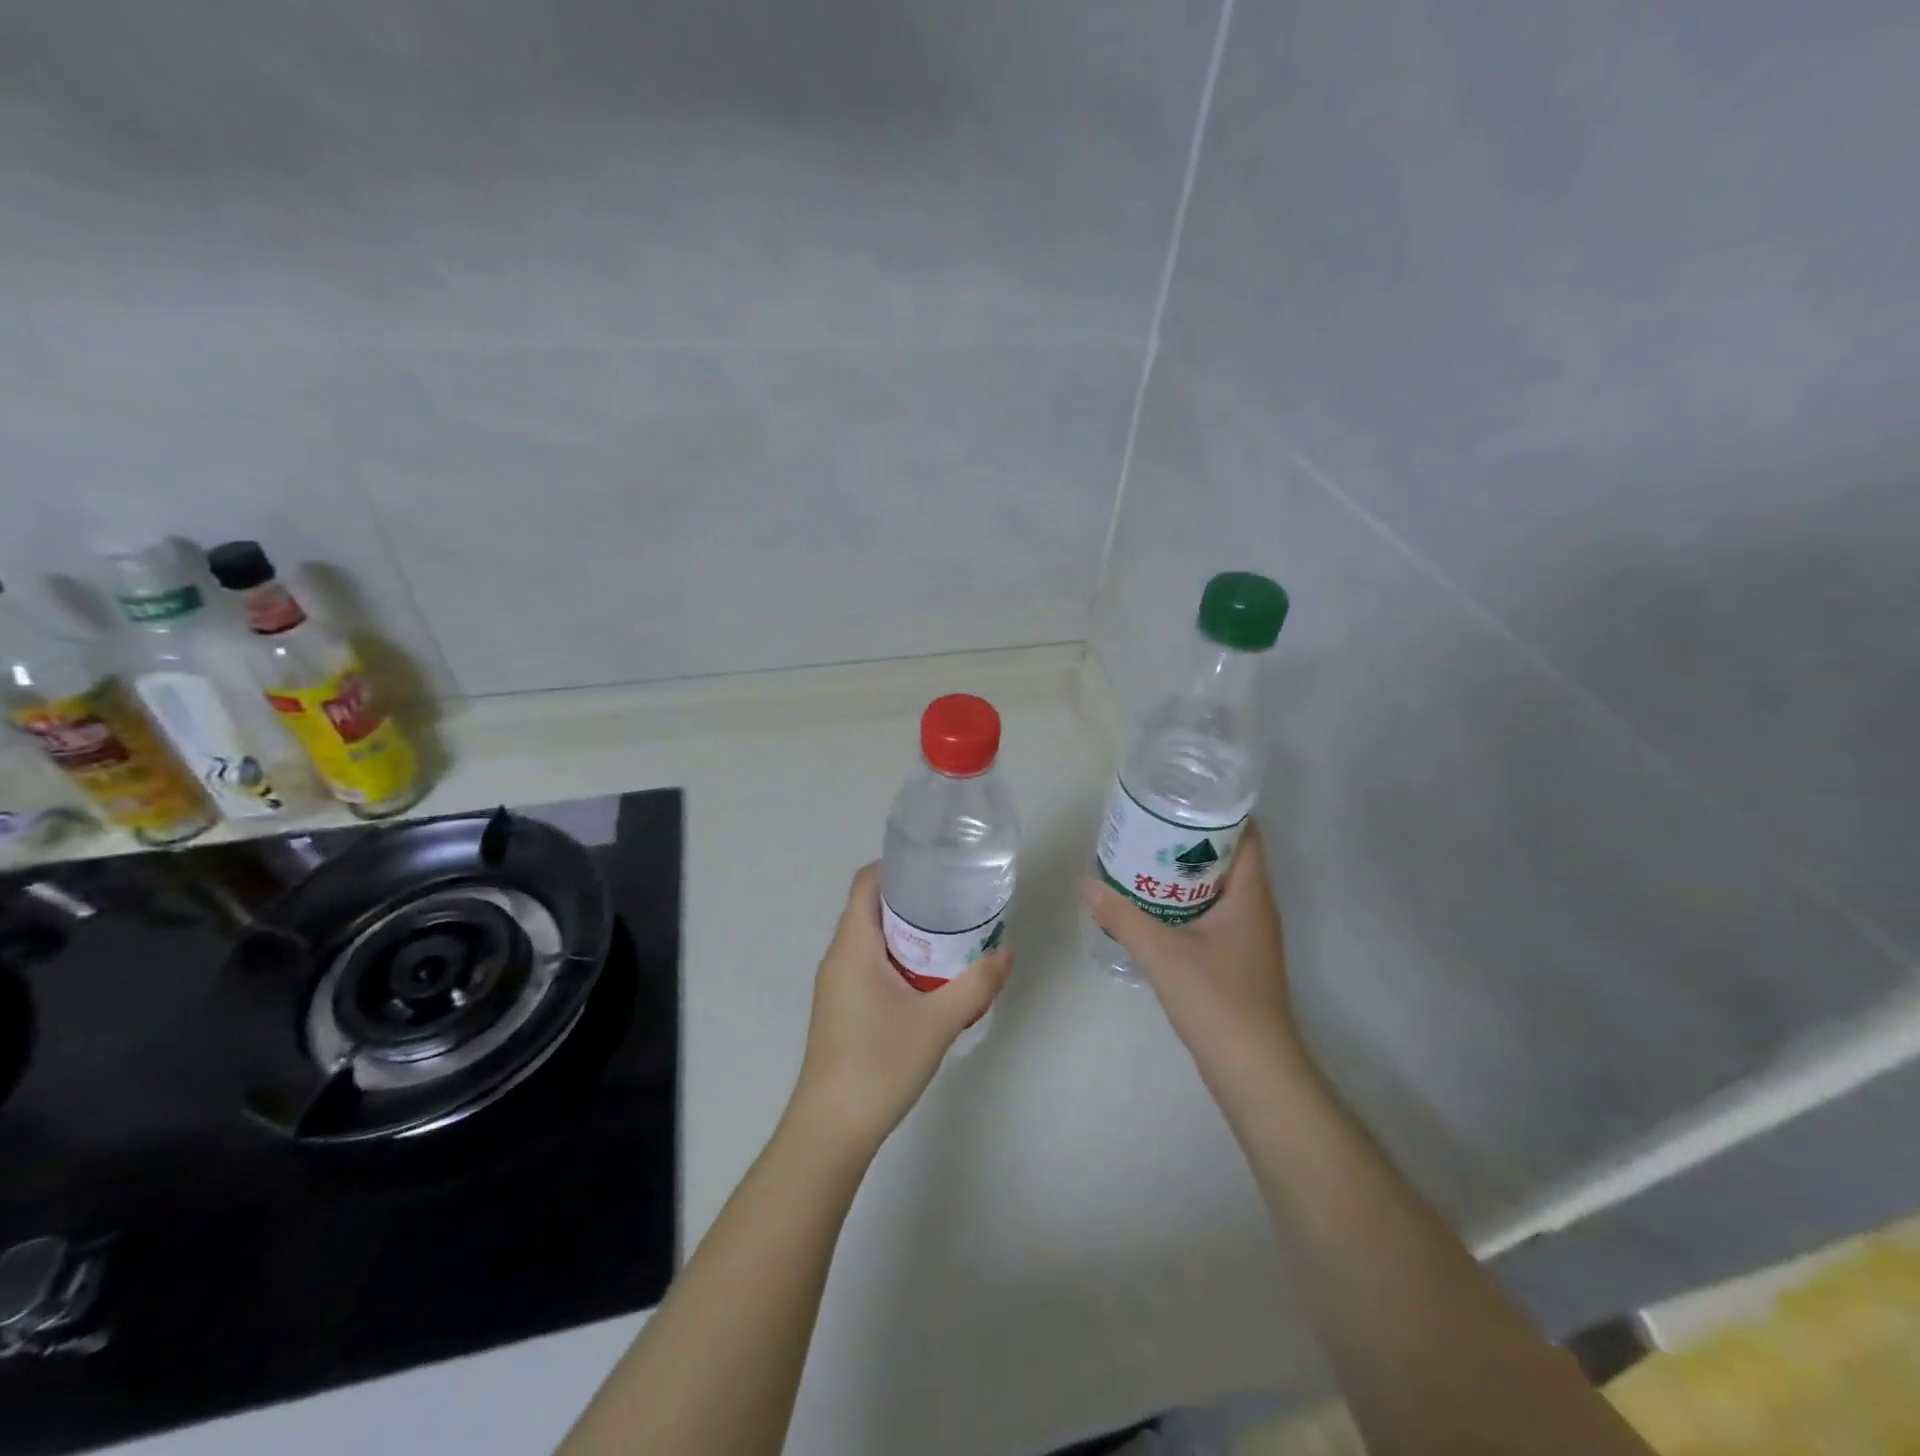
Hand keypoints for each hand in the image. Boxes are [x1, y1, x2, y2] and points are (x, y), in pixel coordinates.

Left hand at [789, 863, 1012, 1158]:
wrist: (831, 1129)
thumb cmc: (879, 1064)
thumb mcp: (938, 1022)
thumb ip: (976, 985)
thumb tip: (1007, 953)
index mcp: (853, 947)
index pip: (865, 883)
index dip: (895, 866)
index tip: (934, 866)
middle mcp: (838, 957)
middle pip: (869, 908)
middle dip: (909, 899)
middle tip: (953, 899)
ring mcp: (836, 985)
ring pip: (869, 940)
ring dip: (904, 931)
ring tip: (948, 934)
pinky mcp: (840, 1008)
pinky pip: (867, 964)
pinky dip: (896, 958)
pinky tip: (927, 977)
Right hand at [1078, 820, 1306, 1080]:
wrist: (1254, 1071)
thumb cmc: (1218, 1001)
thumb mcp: (1161, 953)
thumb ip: (1121, 916)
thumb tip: (1085, 884)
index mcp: (1250, 894)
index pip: (1246, 833)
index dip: (1217, 810)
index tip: (1178, 798)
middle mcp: (1255, 908)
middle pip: (1227, 857)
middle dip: (1189, 839)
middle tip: (1147, 826)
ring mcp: (1248, 936)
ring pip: (1217, 888)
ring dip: (1184, 873)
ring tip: (1142, 858)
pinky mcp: (1236, 958)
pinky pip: (1210, 914)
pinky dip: (1184, 902)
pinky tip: (1151, 906)